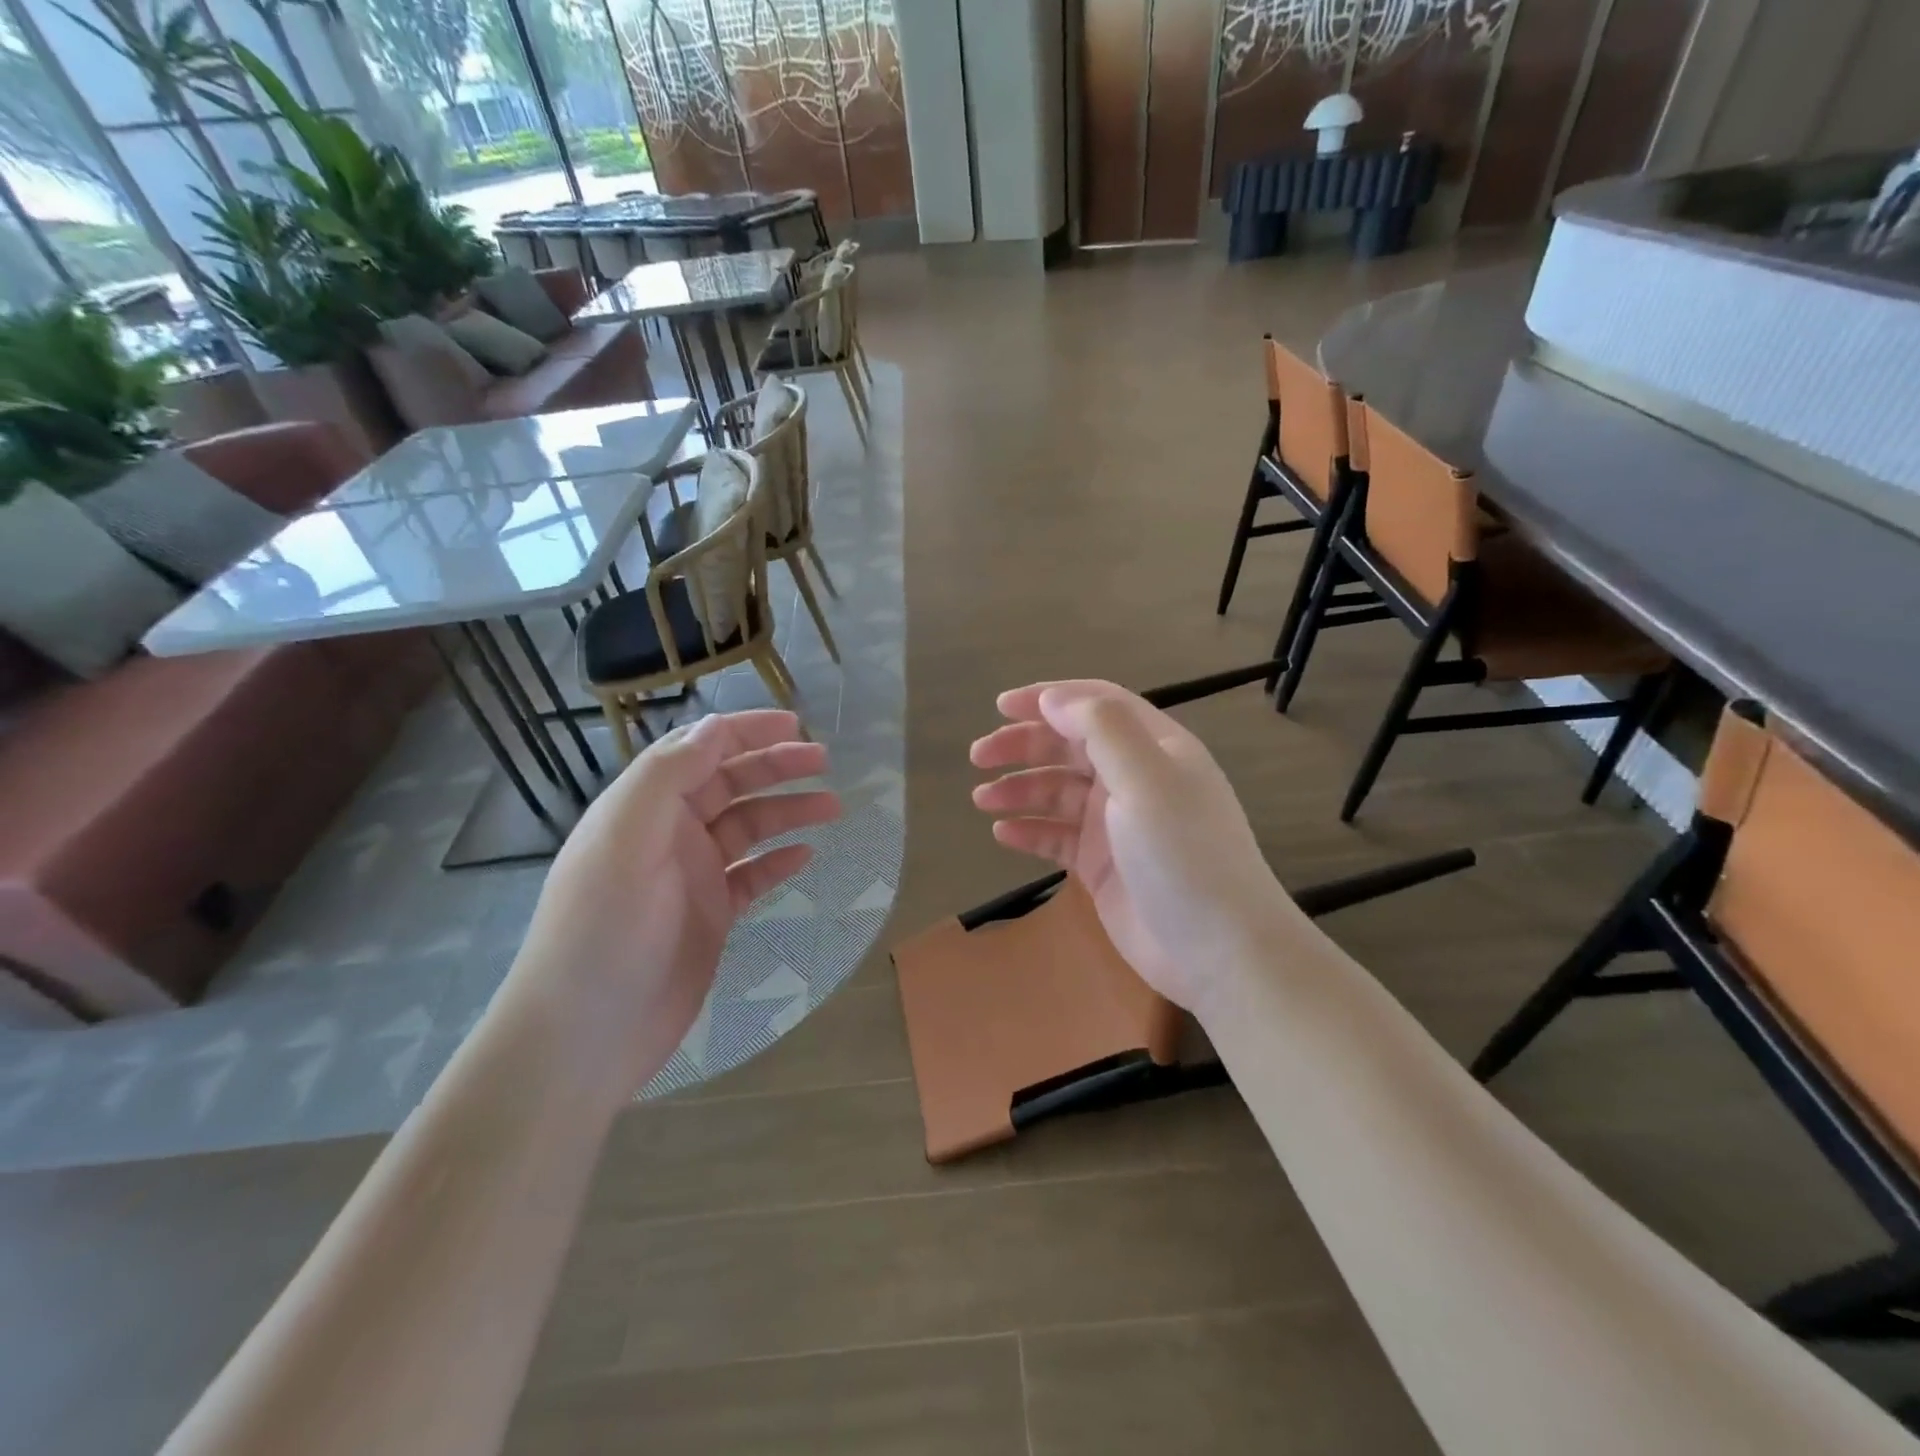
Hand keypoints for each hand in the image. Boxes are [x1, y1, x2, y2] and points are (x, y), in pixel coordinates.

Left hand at [498, 710, 839, 1100]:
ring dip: (788, 811)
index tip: (793, 724)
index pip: (698, 750)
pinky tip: (807, 855)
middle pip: (730, 784)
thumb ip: (667, 777)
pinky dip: (779, 862)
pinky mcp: (710, 915)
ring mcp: (691, 876)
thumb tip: (713, 727)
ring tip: (832, 806)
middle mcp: (668, 833)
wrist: (586, 1034)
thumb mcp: (625, 840)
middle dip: (775, 766)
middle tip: (823, 761)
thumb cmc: (602, 929)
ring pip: (748, 828)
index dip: (744, 731)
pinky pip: (752, 876)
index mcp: (644, 807)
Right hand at [970, 681, 1295, 1014]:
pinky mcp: (1102, 866)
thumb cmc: (1183, 855)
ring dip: (1020, 789)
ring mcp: (1117, 825)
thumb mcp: (1146, 780)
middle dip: (1023, 746)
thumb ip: (1101, 730)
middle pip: (1070, 747)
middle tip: (978, 756)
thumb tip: (1052, 698)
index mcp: (1155, 748)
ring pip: (1058, 793)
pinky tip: (1003, 833)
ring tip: (981, 799)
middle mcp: (1135, 779)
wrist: (1219, 950)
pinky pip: (1058, 838)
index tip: (1000, 706)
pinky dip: (1030, 830)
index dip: (1048, 699)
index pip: (1096, 705)